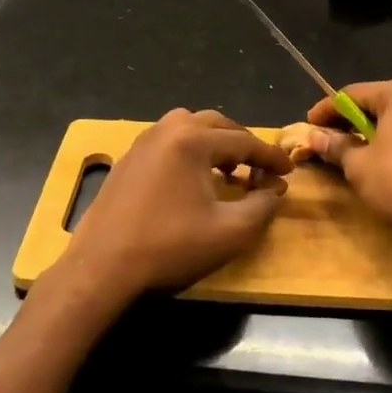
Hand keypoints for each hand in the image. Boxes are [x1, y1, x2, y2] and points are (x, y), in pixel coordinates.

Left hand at [60, 109, 292, 307]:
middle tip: (261, 169)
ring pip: (190, 126)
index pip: (244, 141)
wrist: (102, 267)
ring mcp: (143, 141)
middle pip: (218, 124)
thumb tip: (274, 191)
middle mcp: (167, 130)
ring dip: (216, 142)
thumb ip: (262, 207)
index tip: (289, 171)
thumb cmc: (169, 248)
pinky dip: (191, 149)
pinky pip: (169, 140)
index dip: (270, 157)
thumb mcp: (229, 232)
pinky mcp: (128, 158)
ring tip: (229, 169)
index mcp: (192, 140)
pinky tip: (195, 177)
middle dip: (244, 144)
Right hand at [306, 80, 391, 329]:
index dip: (326, 110)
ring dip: (375, 132)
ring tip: (354, 151)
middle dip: (351, 120)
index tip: (309, 125)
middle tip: (328, 138)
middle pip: (378, 103)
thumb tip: (317, 137)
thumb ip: (336, 146)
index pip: (352, 94)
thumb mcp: (358, 165)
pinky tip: (385, 162)